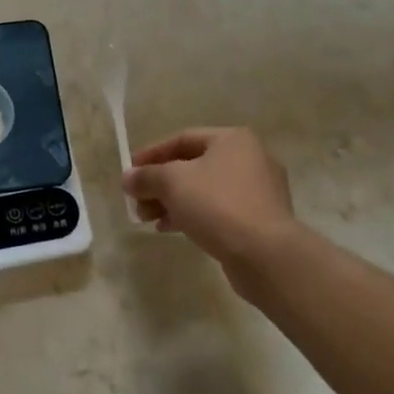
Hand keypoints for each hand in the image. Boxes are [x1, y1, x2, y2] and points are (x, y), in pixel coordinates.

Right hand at [122, 127, 311, 298]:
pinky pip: (218, 210)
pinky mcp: (260, 220)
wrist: (265, 254)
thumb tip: (128, 178)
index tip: (130, 172)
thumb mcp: (172, 183)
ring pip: (204, 190)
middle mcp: (250, 159)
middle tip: (137, 201)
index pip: (182, 139)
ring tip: (148, 219)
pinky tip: (170, 229)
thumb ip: (146, 176)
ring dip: (172, 202)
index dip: (152, 154)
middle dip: (160, 184)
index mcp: (232, 140)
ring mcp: (258, 191)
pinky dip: (192, 215)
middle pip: (193, 166)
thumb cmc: (217, 204)